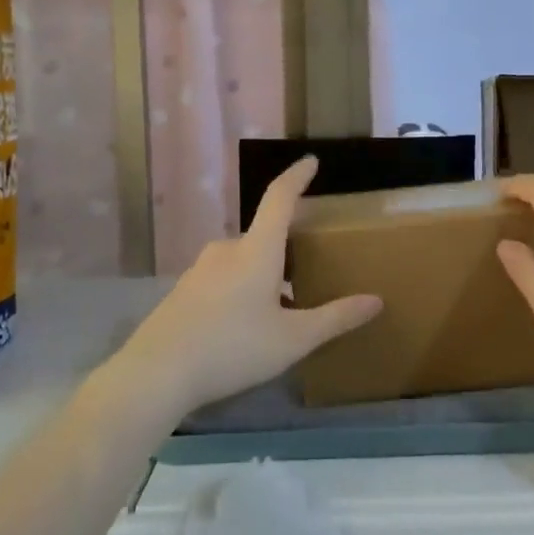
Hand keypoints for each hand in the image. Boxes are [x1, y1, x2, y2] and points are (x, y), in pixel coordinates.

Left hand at [112, 157, 381, 423]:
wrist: (157, 373)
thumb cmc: (233, 348)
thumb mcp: (293, 339)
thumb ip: (335, 318)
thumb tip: (376, 300)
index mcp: (256, 250)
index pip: (279, 198)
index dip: (296, 177)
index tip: (310, 161)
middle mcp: (226, 250)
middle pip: (263, 237)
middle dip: (286, 251)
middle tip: (308, 273)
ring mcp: (200, 270)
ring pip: (242, 262)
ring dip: (264, 276)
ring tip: (281, 310)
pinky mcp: (183, 292)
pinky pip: (222, 280)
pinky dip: (241, 292)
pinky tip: (244, 328)